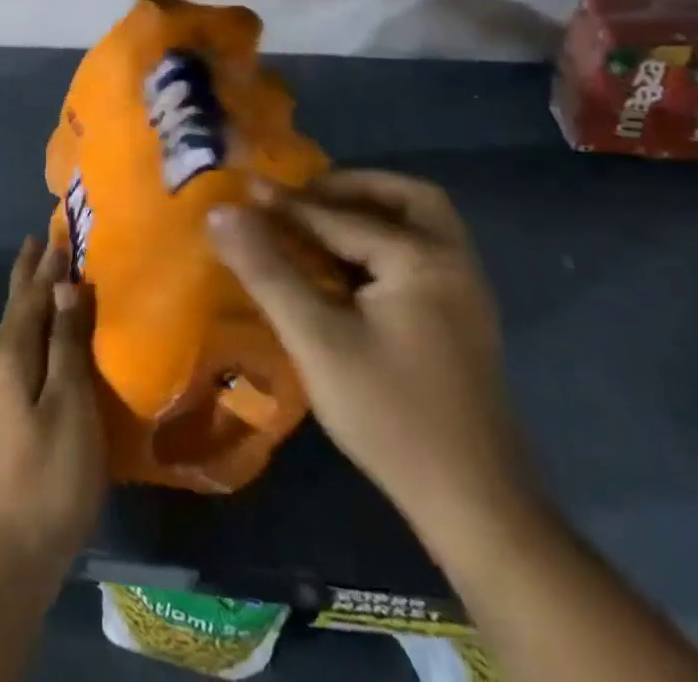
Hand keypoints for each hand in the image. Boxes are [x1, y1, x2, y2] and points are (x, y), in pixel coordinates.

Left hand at [0, 238, 107, 572]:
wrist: (16, 547)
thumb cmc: (52, 470)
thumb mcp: (69, 401)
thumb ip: (67, 341)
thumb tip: (64, 286)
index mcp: (10, 356)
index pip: (30, 297)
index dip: (45, 266)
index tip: (56, 233)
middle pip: (16, 308)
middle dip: (29, 274)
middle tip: (40, 241)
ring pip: (18, 329)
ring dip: (32, 299)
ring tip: (47, 278)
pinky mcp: (6, 413)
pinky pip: (22, 351)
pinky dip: (35, 328)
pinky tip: (46, 336)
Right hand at [206, 171, 536, 538]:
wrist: (476, 508)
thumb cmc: (391, 416)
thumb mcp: (317, 340)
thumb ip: (267, 270)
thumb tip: (220, 212)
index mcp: (422, 259)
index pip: (339, 216)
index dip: (285, 203)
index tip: (242, 188)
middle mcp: (453, 263)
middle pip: (407, 198)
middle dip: (352, 187)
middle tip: (304, 196)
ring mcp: (464, 294)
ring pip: (420, 226)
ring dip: (371, 213)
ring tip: (319, 224)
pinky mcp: (461, 322)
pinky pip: (421, 255)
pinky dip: (383, 243)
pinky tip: (347, 268)